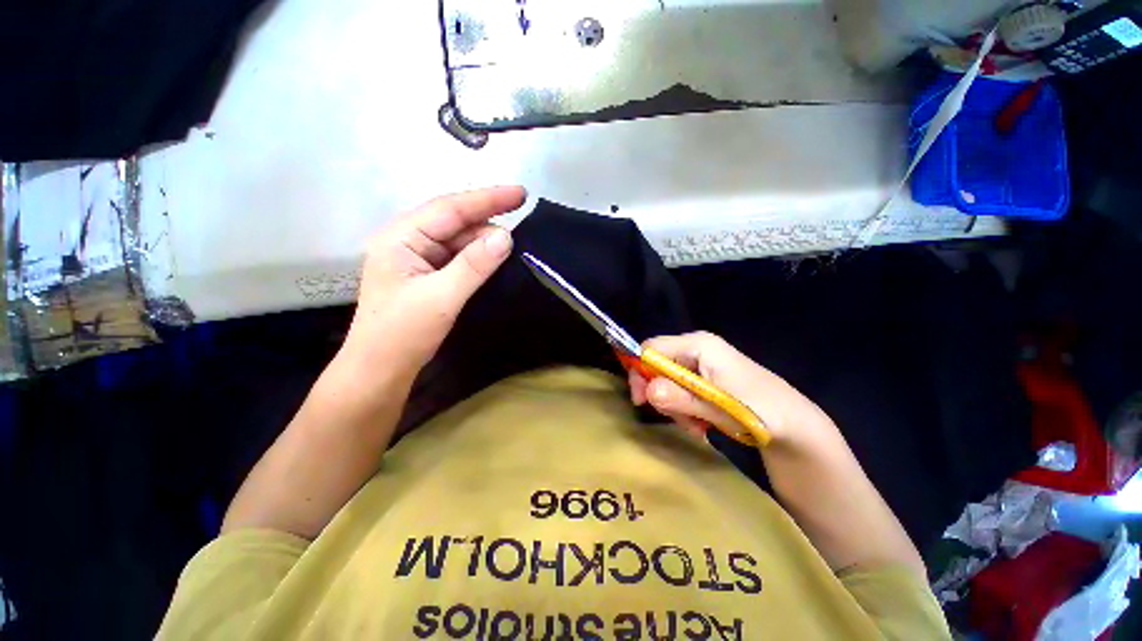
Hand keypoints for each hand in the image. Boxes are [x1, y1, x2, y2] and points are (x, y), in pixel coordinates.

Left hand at [339, 186, 525, 380]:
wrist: (380, 370)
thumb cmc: (403, 333)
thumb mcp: (441, 297)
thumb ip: (474, 264)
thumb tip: (506, 236)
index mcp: (402, 237)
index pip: (450, 208)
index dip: (488, 199)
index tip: (521, 193)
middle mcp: (409, 241)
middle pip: (456, 223)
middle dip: (488, 225)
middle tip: (522, 236)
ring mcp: (418, 259)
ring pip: (459, 242)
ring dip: (485, 245)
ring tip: (513, 252)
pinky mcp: (428, 275)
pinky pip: (459, 258)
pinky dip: (478, 260)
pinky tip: (495, 263)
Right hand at [628, 332, 837, 449]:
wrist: (796, 426)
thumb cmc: (761, 411)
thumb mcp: (718, 407)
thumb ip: (681, 398)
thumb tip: (647, 390)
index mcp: (699, 344)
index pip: (651, 348)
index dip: (640, 371)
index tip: (642, 400)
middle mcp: (696, 348)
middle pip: (657, 365)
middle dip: (662, 394)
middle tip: (677, 419)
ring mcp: (701, 363)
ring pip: (667, 381)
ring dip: (675, 407)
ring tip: (696, 426)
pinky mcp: (705, 378)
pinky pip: (680, 390)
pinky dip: (685, 409)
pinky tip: (701, 424)